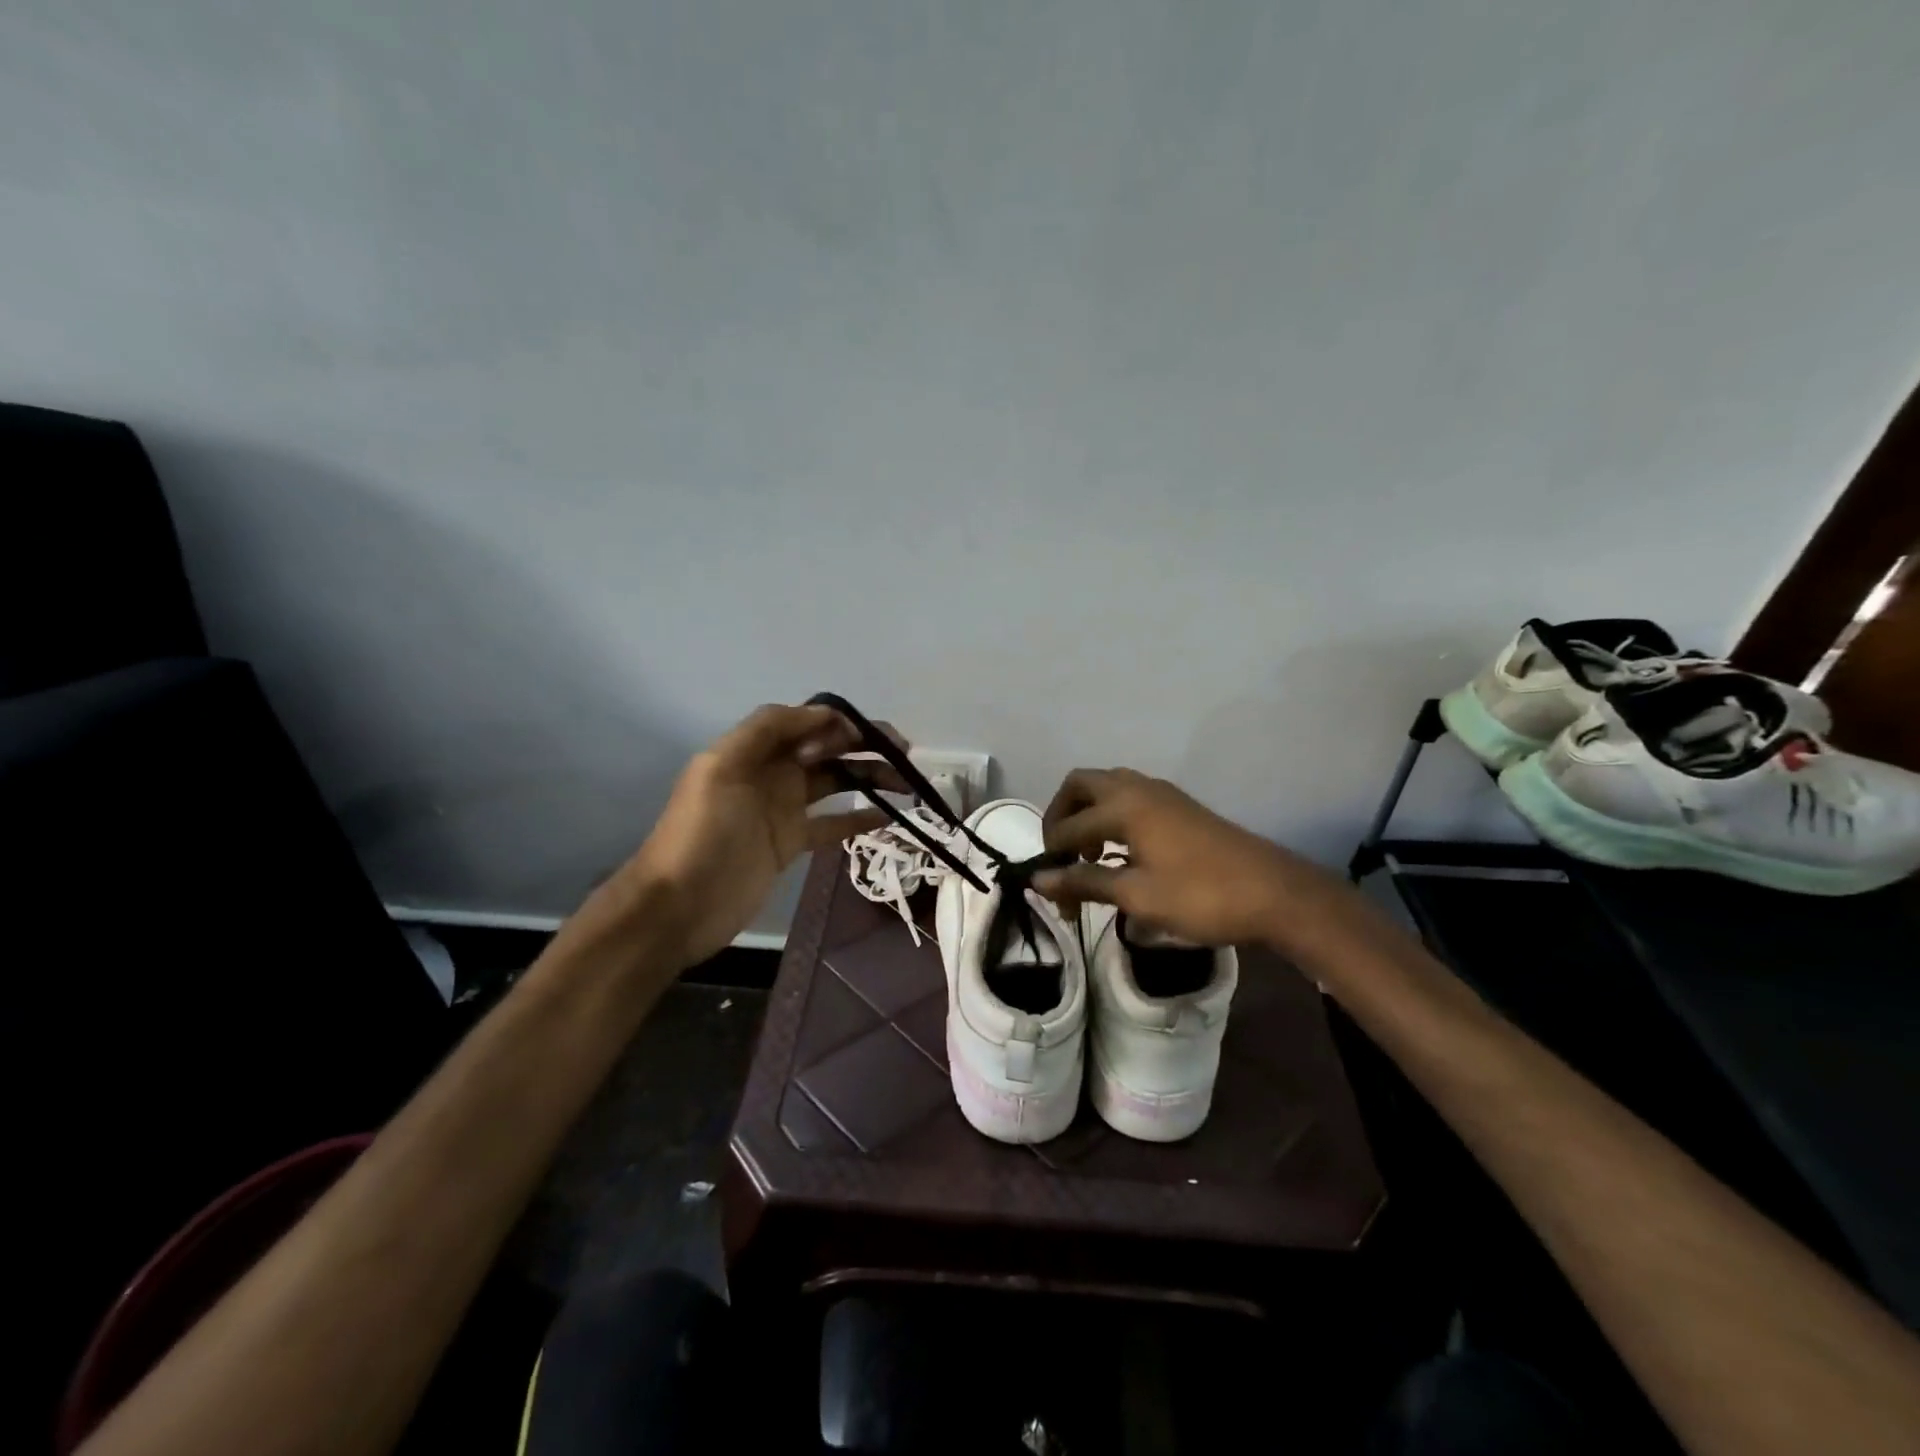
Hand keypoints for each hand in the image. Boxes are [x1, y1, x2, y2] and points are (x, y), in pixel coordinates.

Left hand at [619, 703, 905, 966]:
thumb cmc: (702, 833)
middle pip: (826, 749)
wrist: (680, 905)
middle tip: (904, 751)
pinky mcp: (792, 844)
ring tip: (906, 783)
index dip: (837, 721)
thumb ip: (767, 730)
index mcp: (754, 751)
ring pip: (835, 782)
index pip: (804, 723)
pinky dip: (859, 818)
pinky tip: (888, 817)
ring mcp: (783, 809)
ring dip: (869, 777)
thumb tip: (824, 713)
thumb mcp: (722, 768)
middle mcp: (772, 773)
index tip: (869, 733)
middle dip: (864, 745)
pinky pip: (832, 824)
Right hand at [1034, 767, 1346, 952]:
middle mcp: (1138, 788)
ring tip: (1090, 857)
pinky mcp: (1179, 806)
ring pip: (1107, 787)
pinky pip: (1129, 797)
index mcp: (1123, 806)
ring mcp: (1162, 794)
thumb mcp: (1138, 896)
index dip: (1052, 857)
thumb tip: (1039, 880)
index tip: (1048, 890)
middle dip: (1061, 816)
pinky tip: (1120, 853)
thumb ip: (1085, 882)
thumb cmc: (1201, 896)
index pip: (1068, 826)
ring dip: (1087, 814)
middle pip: (1080, 785)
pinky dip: (1111, 816)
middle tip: (1061, 855)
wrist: (1275, 893)